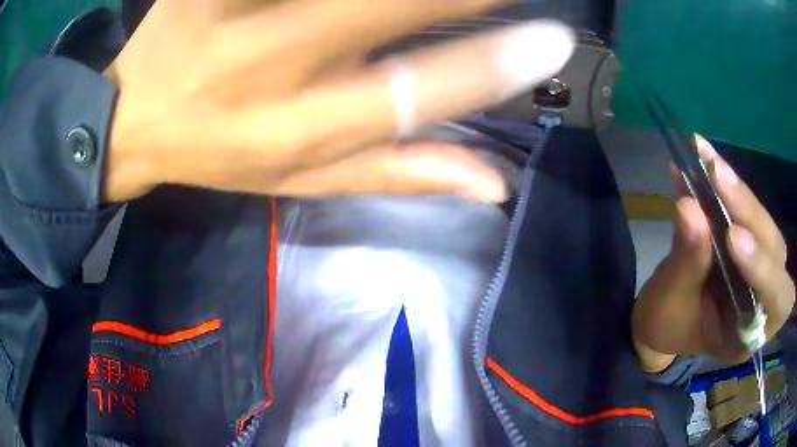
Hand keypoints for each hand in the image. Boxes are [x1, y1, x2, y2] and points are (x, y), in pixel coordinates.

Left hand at [105, 0, 573, 202]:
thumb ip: (397, 173)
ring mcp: (228, 10)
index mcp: (299, 130)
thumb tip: (495, 184)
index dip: (496, 64)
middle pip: (390, 7)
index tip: (555, 39)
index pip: (420, 93)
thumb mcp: (300, 180)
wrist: (134, 117)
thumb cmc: (215, 152)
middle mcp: (269, 65)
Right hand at [632, 136, 794, 371]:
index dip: (764, 268)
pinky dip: (728, 185)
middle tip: (716, 177)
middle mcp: (765, 298)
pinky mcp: (750, 239)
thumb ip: (686, 263)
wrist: (667, 314)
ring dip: (739, 193)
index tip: (732, 237)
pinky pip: (747, 209)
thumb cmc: (668, 324)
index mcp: (750, 333)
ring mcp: (761, 265)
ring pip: (764, 224)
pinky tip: (705, 156)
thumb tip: (689, 207)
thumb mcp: (671, 305)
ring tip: (708, 161)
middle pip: (774, 250)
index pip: (775, 301)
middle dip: (749, 214)